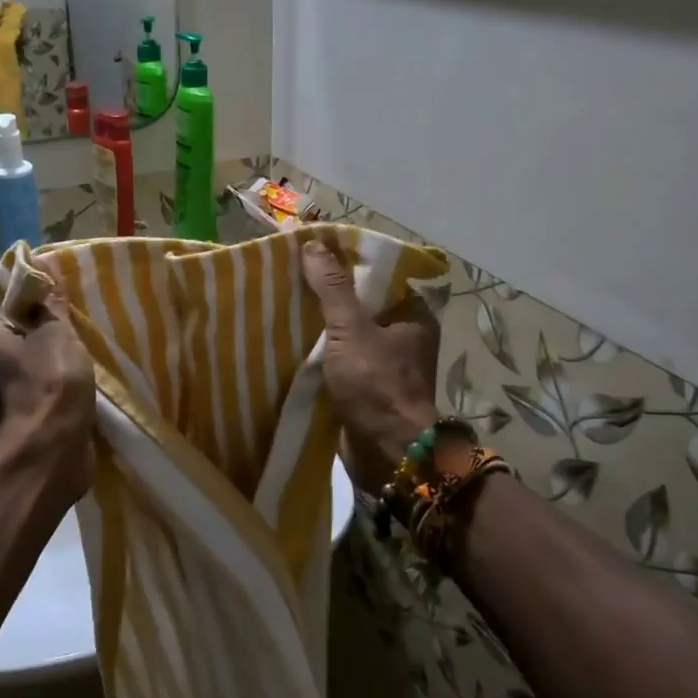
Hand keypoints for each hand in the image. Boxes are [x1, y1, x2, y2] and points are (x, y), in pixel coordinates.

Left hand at [0, 258, 94, 506]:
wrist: (54, 451)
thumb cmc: (51, 384)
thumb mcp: (56, 334)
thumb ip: (52, 304)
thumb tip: (43, 267)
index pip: (3, 302)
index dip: (29, 291)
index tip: (56, 286)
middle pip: (19, 330)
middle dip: (46, 321)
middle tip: (76, 309)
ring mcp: (9, 391)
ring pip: (35, 358)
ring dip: (57, 350)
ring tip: (86, 336)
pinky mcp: (29, 412)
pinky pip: (46, 382)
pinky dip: (62, 375)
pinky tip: (85, 368)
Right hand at [302, 241, 439, 492]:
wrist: (387, 453)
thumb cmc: (377, 385)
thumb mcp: (351, 329)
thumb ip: (333, 288)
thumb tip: (314, 244)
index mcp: (413, 315)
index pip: (380, 276)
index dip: (348, 262)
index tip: (314, 253)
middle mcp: (403, 336)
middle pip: (361, 304)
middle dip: (328, 295)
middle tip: (292, 277)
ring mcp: (385, 364)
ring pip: (348, 334)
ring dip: (321, 326)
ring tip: (284, 305)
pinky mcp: (366, 388)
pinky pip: (340, 360)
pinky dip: (320, 353)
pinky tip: (291, 341)